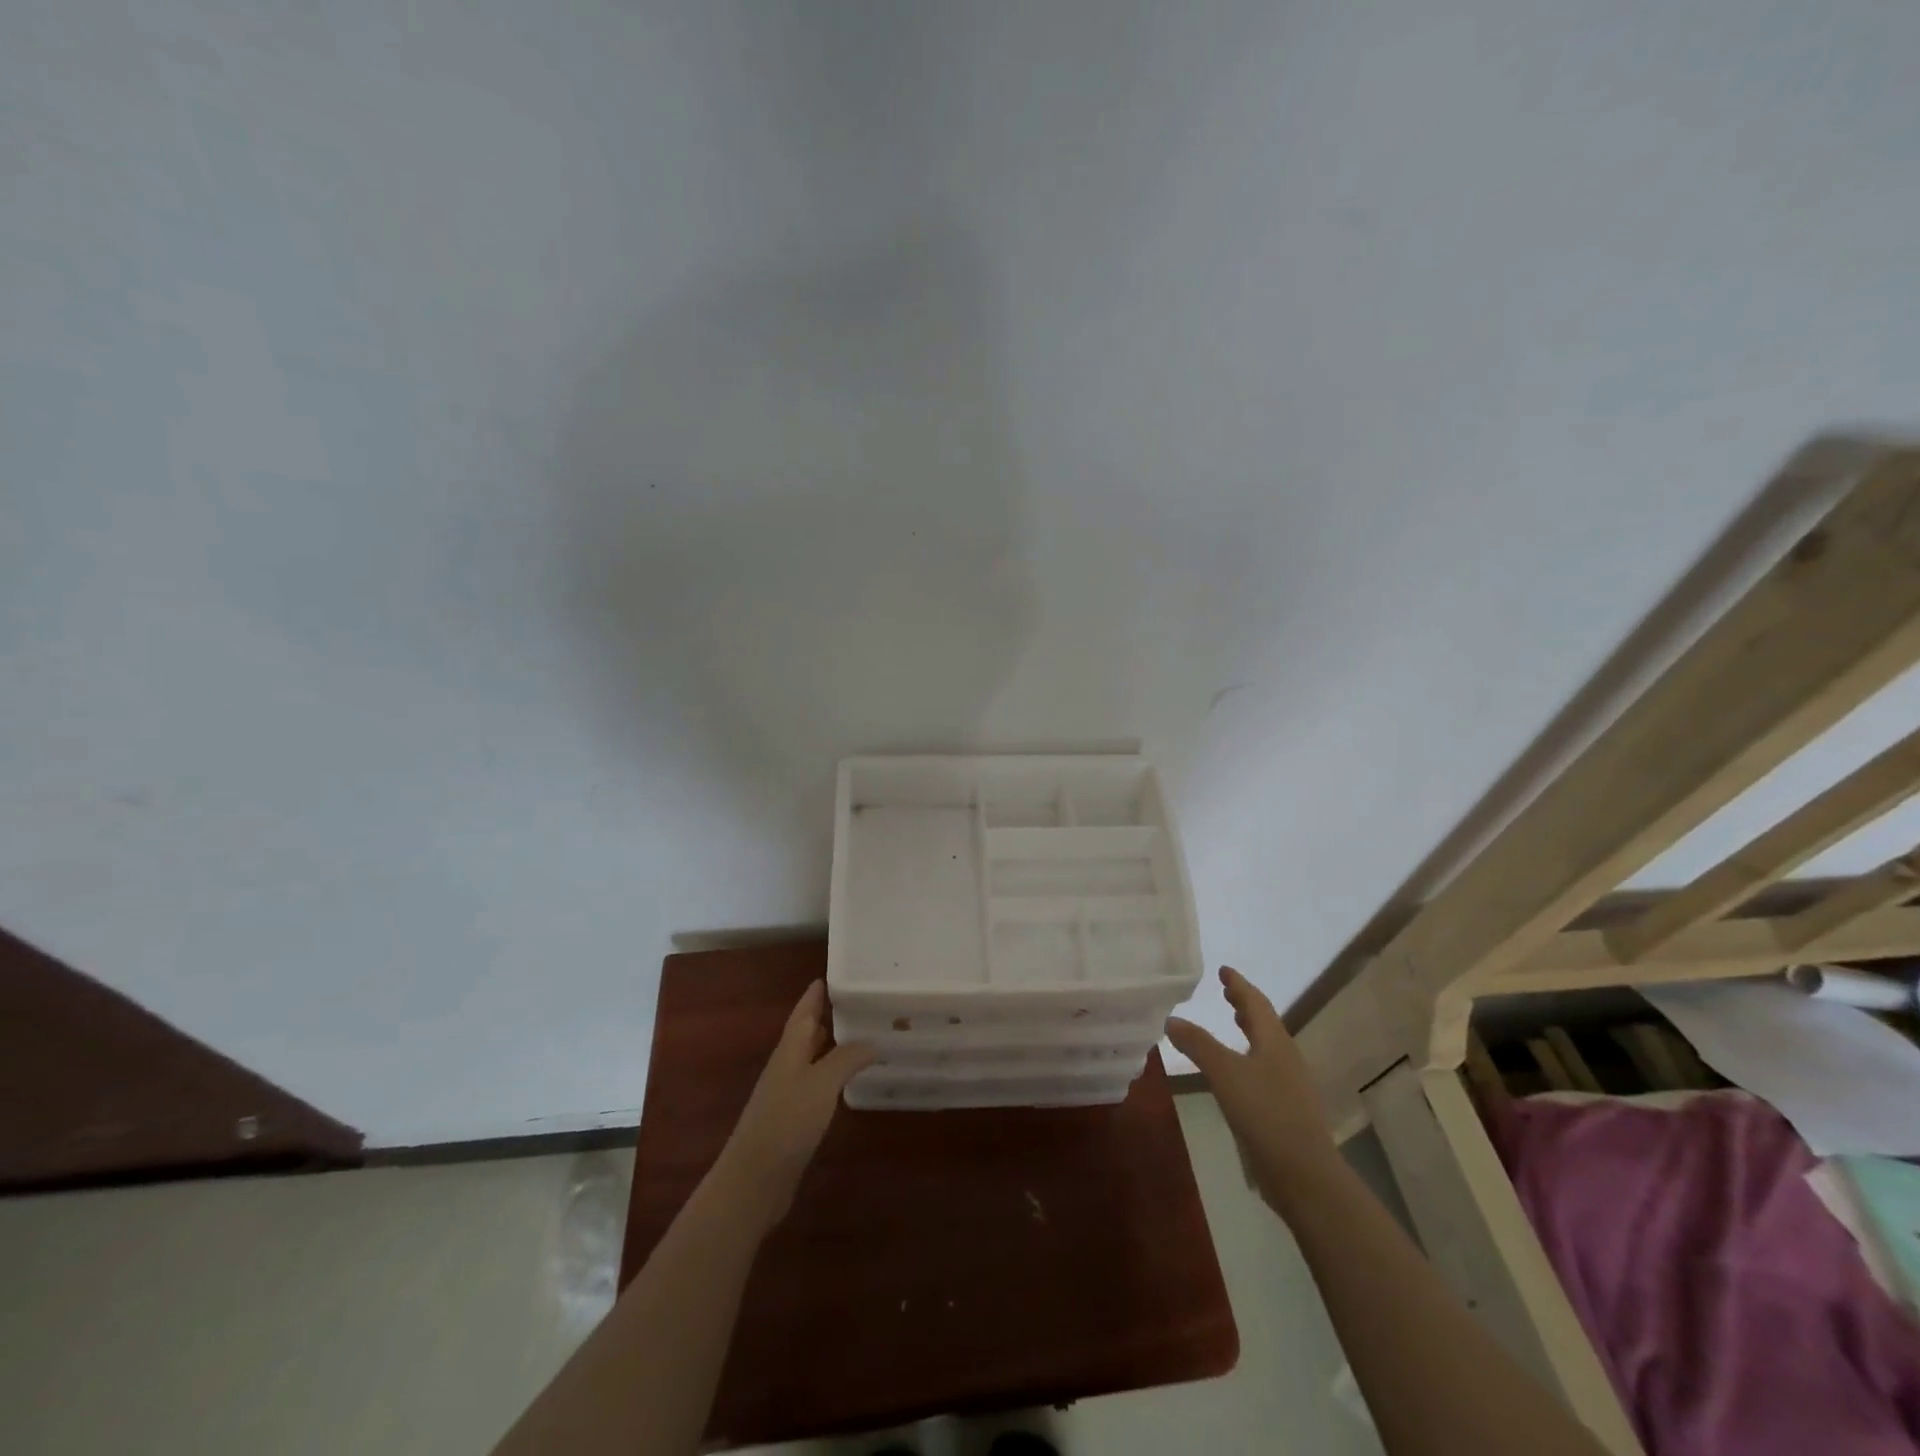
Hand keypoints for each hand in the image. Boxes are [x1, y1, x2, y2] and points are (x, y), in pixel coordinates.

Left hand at [713, 981, 874, 1230]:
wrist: (753, 1180)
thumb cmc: (786, 1122)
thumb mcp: (821, 1084)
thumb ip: (847, 1058)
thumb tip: (872, 1040)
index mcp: (789, 1050)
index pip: (803, 1012)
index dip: (815, 994)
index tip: (830, 975)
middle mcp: (787, 1066)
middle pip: (805, 1032)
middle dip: (825, 1015)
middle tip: (854, 1001)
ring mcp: (787, 1094)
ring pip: (810, 1058)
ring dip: (829, 1044)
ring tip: (856, 1033)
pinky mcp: (792, 1119)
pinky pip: (815, 1084)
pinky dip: (831, 1073)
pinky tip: (846, 1080)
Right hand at [1167, 966, 1337, 1213]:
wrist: (1304, 1173)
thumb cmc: (1265, 1112)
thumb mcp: (1224, 1073)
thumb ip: (1198, 1044)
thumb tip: (1171, 1019)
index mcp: (1274, 1041)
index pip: (1256, 1003)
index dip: (1239, 985)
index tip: (1224, 970)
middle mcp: (1285, 1057)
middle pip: (1264, 1022)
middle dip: (1244, 1005)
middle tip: (1227, 992)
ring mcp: (1288, 1084)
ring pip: (1266, 1046)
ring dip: (1249, 1030)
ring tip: (1233, 1022)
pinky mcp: (1286, 1109)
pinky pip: (1264, 1068)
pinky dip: (1248, 1056)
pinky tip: (1236, 1071)